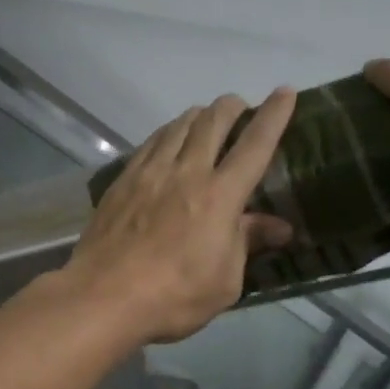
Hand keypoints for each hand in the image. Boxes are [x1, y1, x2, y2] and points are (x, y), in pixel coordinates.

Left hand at [60, 89, 297, 343]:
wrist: (104, 296)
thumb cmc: (174, 296)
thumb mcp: (225, 281)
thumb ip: (247, 243)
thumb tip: (280, 226)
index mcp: (220, 196)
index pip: (255, 145)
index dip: (274, 116)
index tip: (285, 92)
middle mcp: (186, 172)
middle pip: (213, 122)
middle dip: (232, 107)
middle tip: (241, 107)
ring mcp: (150, 172)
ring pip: (178, 126)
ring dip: (198, 115)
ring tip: (206, 118)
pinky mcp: (123, 180)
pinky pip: (150, 142)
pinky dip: (167, 132)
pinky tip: (168, 140)